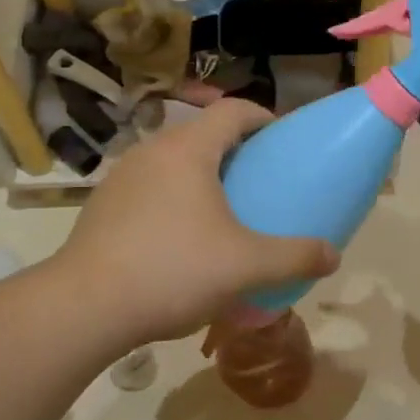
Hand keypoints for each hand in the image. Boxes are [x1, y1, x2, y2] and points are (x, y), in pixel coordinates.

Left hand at [57, 100, 339, 341]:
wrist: (85, 308)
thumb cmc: (173, 271)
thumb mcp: (247, 266)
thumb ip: (295, 257)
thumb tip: (333, 256)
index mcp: (188, 150)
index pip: (233, 110)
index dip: (263, 117)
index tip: (282, 141)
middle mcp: (151, 151)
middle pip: (202, 134)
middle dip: (235, 151)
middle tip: (259, 181)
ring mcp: (121, 178)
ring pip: (172, 162)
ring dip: (201, 176)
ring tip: (223, 211)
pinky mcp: (102, 206)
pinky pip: (150, 187)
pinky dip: (173, 198)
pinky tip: (180, 239)